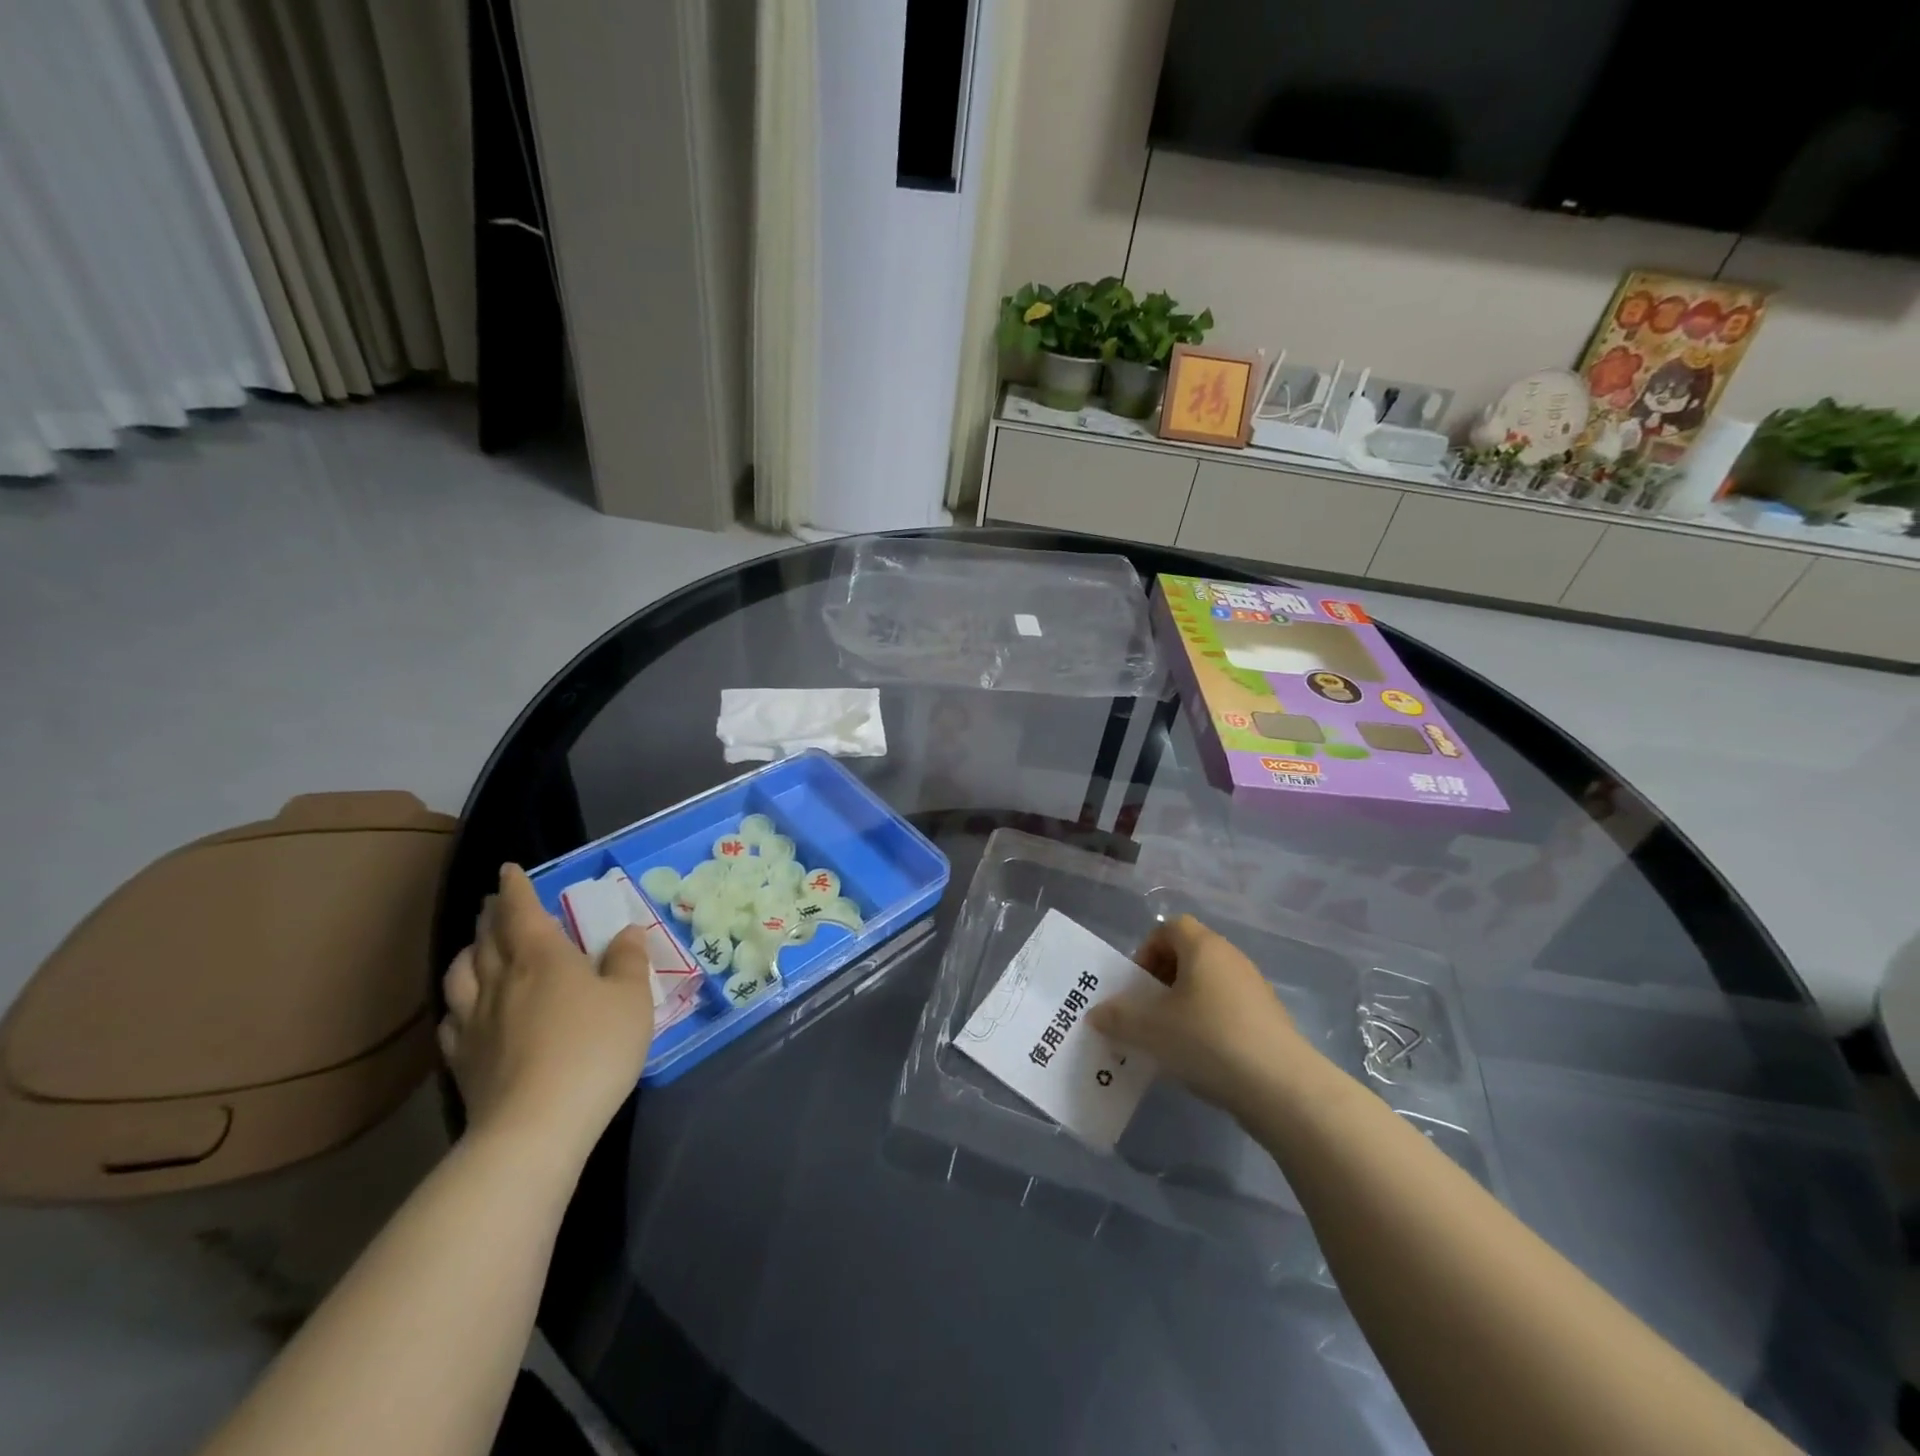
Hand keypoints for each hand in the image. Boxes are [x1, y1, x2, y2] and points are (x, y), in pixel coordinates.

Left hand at [439, 865, 655, 1164]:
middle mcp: (502, 980)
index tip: (508, 871)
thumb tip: (626, 931)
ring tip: (475, 948)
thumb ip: (629, 961)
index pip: (522, 911)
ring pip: (460, 975)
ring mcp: (475, 1021)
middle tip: (494, 904)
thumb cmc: (594, 1048)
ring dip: (467, 953)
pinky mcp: (462, 1059)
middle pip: (488, 939)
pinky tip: (463, 1009)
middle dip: (491, 916)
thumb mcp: (632, 999)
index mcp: (543, 957)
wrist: (537, 1125)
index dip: (515, 888)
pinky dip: (456, 1002)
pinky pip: (451, 1019)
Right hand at [1087, 915, 1310, 1114]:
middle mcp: (1231, 958)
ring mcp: (1255, 989)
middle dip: (1163, 980)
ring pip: (1208, 984)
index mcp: (1203, 947)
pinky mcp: (1269, 1020)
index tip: (1138, 985)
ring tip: (1171, 1041)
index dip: (1147, 950)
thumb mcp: (1150, 1030)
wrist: (1282, 1087)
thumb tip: (1096, 1014)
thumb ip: (1118, 1018)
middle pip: (1188, 954)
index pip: (1169, 927)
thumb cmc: (1208, 1040)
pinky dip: (1210, 1025)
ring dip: (1185, 1005)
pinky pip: (1228, 1009)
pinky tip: (1202, 1058)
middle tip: (1148, 1013)